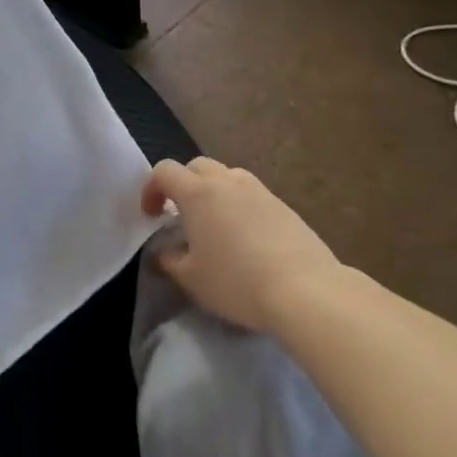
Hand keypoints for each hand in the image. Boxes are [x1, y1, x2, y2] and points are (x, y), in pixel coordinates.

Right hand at [144, 157, 341, 332]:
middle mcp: (227, 182)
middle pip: (197, 166)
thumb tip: (163, 252)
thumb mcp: (192, 279)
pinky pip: (252, 195)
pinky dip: (240, 206)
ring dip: (214, 192)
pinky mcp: (285, 206)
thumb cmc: (237, 282)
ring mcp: (260, 191)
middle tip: (181, 216)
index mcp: (198, 193)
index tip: (151, 216)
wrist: (306, 291)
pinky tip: (247, 238)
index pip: (164, 171)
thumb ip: (169, 261)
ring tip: (215, 224)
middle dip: (183, 185)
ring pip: (228, 177)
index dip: (151, 189)